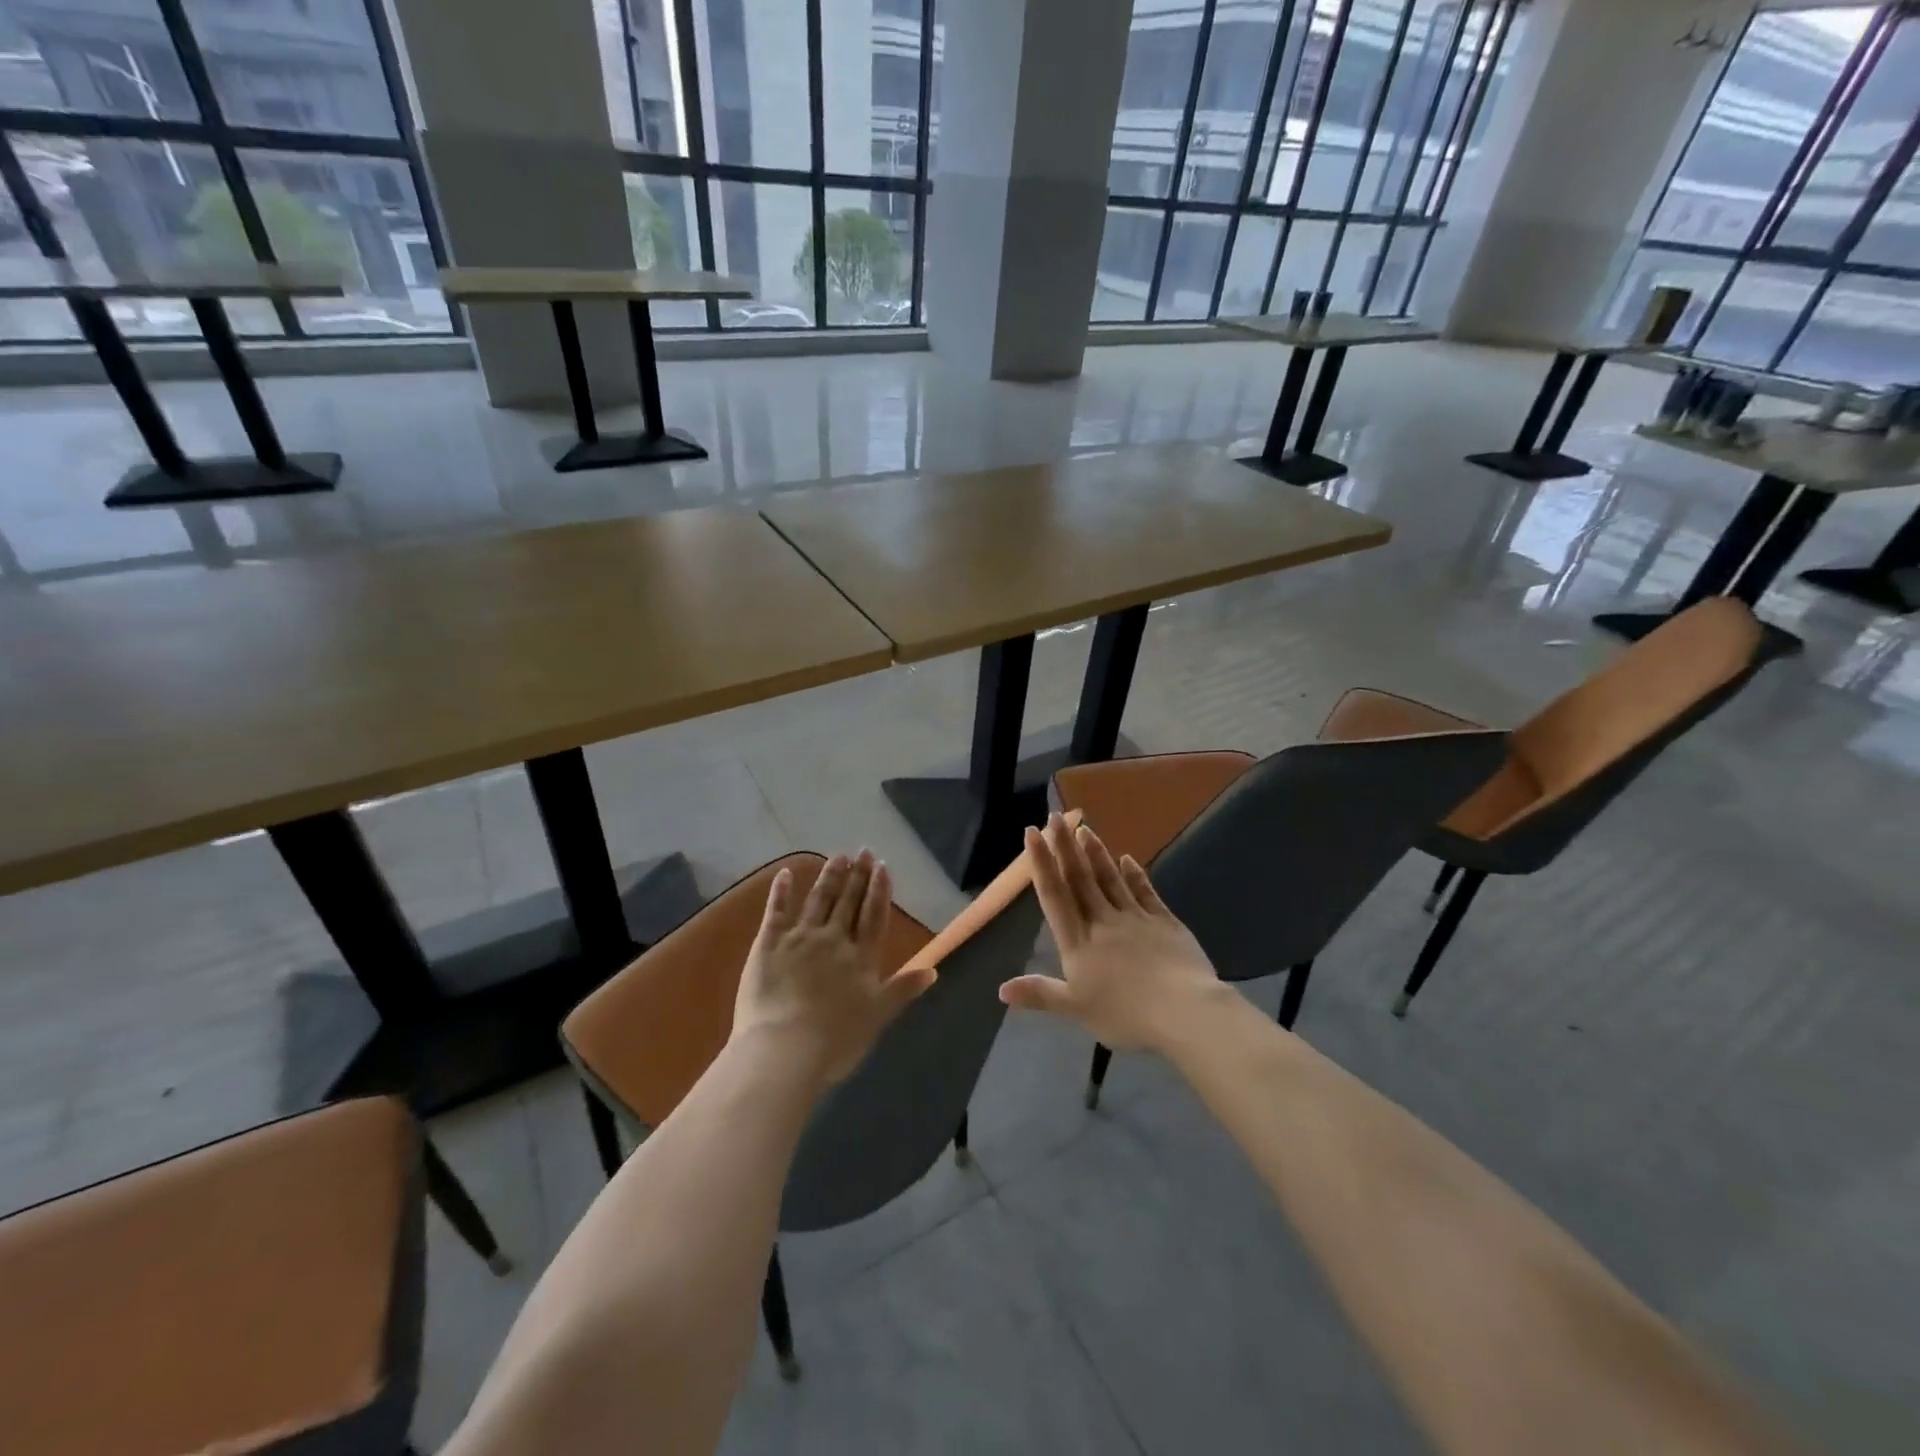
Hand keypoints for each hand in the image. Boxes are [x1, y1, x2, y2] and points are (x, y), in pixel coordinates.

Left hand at [731, 850, 935, 1088]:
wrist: (785, 1048)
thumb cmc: (836, 1040)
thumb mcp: (878, 1016)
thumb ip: (903, 989)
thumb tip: (933, 970)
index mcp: (861, 958)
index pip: (874, 916)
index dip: (879, 890)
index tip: (882, 866)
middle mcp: (834, 940)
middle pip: (848, 902)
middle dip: (857, 876)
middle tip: (863, 851)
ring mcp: (800, 938)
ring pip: (818, 900)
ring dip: (830, 877)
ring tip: (839, 857)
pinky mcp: (768, 944)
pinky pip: (776, 911)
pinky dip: (782, 891)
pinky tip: (786, 873)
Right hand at [999, 813, 1227, 1051]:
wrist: (1184, 1011)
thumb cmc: (1125, 1014)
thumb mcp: (1076, 1009)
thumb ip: (1040, 994)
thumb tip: (1000, 989)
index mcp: (1078, 943)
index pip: (1055, 895)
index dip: (1042, 863)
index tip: (1033, 832)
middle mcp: (1103, 922)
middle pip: (1080, 878)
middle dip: (1066, 846)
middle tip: (1056, 816)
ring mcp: (1136, 918)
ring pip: (1110, 879)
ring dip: (1096, 853)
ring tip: (1084, 828)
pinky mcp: (1165, 922)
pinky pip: (1145, 892)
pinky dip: (1135, 874)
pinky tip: (1128, 859)